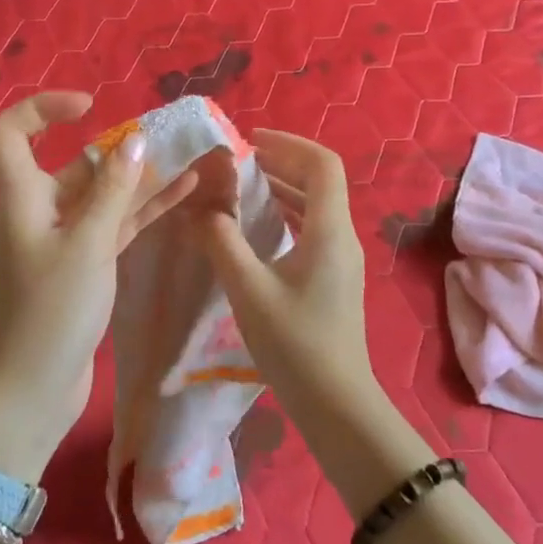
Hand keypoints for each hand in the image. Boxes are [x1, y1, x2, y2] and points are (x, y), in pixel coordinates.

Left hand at [0, 92, 196, 479]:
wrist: (29, 392)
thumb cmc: (49, 312)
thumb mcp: (87, 246)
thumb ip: (112, 191)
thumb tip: (135, 141)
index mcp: (22, 198)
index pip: (10, 133)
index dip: (41, 109)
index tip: (89, 107)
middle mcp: (39, 213)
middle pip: (72, 166)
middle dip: (117, 150)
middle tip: (167, 140)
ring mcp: (63, 243)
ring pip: (102, 199)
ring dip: (140, 182)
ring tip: (189, 161)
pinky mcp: (83, 270)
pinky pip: (114, 229)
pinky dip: (142, 213)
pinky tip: (183, 197)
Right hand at [194, 130, 374, 405]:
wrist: (335, 402)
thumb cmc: (294, 344)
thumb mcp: (249, 290)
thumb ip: (222, 242)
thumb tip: (200, 209)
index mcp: (330, 231)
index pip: (322, 164)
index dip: (289, 144)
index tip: (250, 141)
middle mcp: (342, 237)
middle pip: (320, 181)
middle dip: (282, 162)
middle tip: (240, 161)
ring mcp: (341, 258)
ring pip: (316, 206)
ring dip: (283, 188)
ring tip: (243, 185)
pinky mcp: (334, 277)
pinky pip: (313, 228)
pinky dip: (287, 214)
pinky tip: (258, 225)